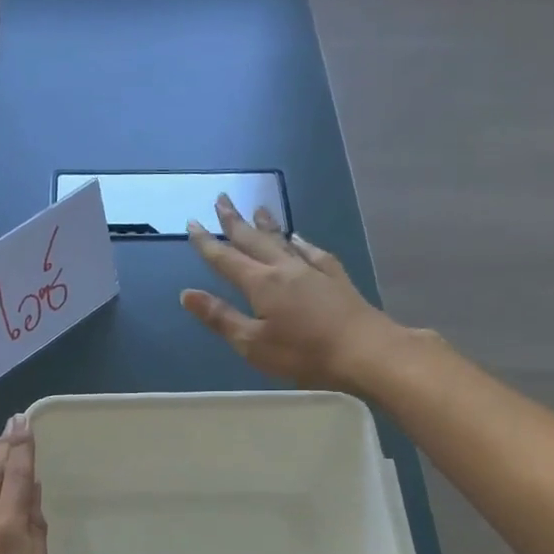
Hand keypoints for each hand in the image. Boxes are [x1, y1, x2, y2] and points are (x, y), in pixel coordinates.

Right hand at [180, 195, 395, 387]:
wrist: (366, 351)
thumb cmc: (303, 353)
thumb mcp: (252, 343)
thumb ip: (220, 317)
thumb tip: (186, 294)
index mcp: (261, 284)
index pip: (226, 259)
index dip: (206, 243)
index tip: (192, 223)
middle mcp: (284, 269)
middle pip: (254, 240)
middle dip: (235, 221)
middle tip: (222, 199)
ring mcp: (313, 271)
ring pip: (283, 241)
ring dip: (266, 225)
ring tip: (257, 208)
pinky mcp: (336, 278)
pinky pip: (312, 252)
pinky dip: (301, 242)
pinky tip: (299, 238)